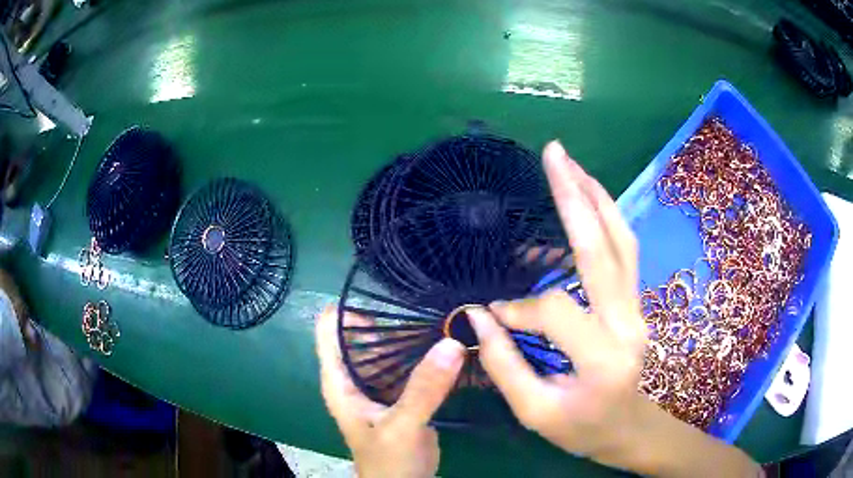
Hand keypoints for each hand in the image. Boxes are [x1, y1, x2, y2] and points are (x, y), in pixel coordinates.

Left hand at [315, 306, 465, 477]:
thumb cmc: (389, 461)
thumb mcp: (402, 426)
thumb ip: (424, 389)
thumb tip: (451, 342)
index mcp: (339, 381)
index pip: (328, 329)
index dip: (348, 311)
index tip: (388, 305)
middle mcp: (354, 378)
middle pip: (362, 334)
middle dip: (389, 321)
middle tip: (427, 312)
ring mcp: (377, 386)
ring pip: (387, 349)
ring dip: (409, 337)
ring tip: (441, 323)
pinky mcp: (399, 395)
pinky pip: (407, 365)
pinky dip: (422, 355)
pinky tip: (445, 347)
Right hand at [467, 141, 760, 476]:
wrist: (628, 428)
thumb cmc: (582, 429)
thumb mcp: (535, 413)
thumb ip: (505, 366)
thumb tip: (479, 317)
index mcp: (603, 359)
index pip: (555, 312)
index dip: (518, 309)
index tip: (491, 317)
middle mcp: (628, 324)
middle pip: (602, 250)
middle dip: (575, 197)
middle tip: (555, 154)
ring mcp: (638, 308)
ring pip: (622, 241)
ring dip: (597, 198)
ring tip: (571, 166)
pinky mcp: (636, 302)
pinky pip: (625, 252)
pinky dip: (605, 219)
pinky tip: (587, 200)